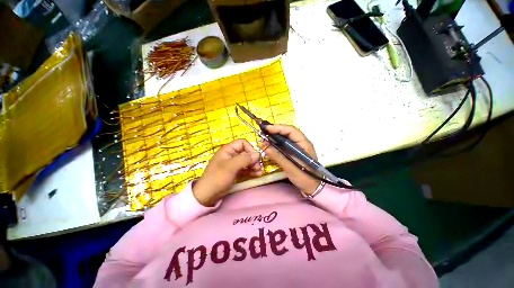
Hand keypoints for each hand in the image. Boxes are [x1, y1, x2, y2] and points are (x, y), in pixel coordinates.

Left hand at [193, 139, 261, 205]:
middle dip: (253, 159)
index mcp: (228, 150)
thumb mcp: (231, 167)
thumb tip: (257, 154)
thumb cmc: (218, 178)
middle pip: (246, 152)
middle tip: (258, 167)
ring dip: (254, 165)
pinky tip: (257, 175)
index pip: (242, 143)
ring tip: (260, 172)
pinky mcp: (235, 172)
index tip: (255, 158)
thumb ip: (244, 159)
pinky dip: (251, 171)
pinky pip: (245, 169)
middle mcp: (231, 155)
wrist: (207, 195)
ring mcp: (233, 164)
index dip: (250, 148)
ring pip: (247, 161)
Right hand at [260, 125, 320, 195]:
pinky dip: (275, 145)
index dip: (279, 128)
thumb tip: (265, 147)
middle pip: (287, 133)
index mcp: (304, 144)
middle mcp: (300, 143)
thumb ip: (279, 157)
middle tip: (263, 134)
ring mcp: (296, 147)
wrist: (312, 187)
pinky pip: (283, 145)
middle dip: (275, 132)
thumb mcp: (291, 168)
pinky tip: (269, 147)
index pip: (291, 130)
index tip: (267, 129)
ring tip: (264, 140)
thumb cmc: (305, 178)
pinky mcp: (293, 152)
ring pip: (284, 139)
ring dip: (274, 138)